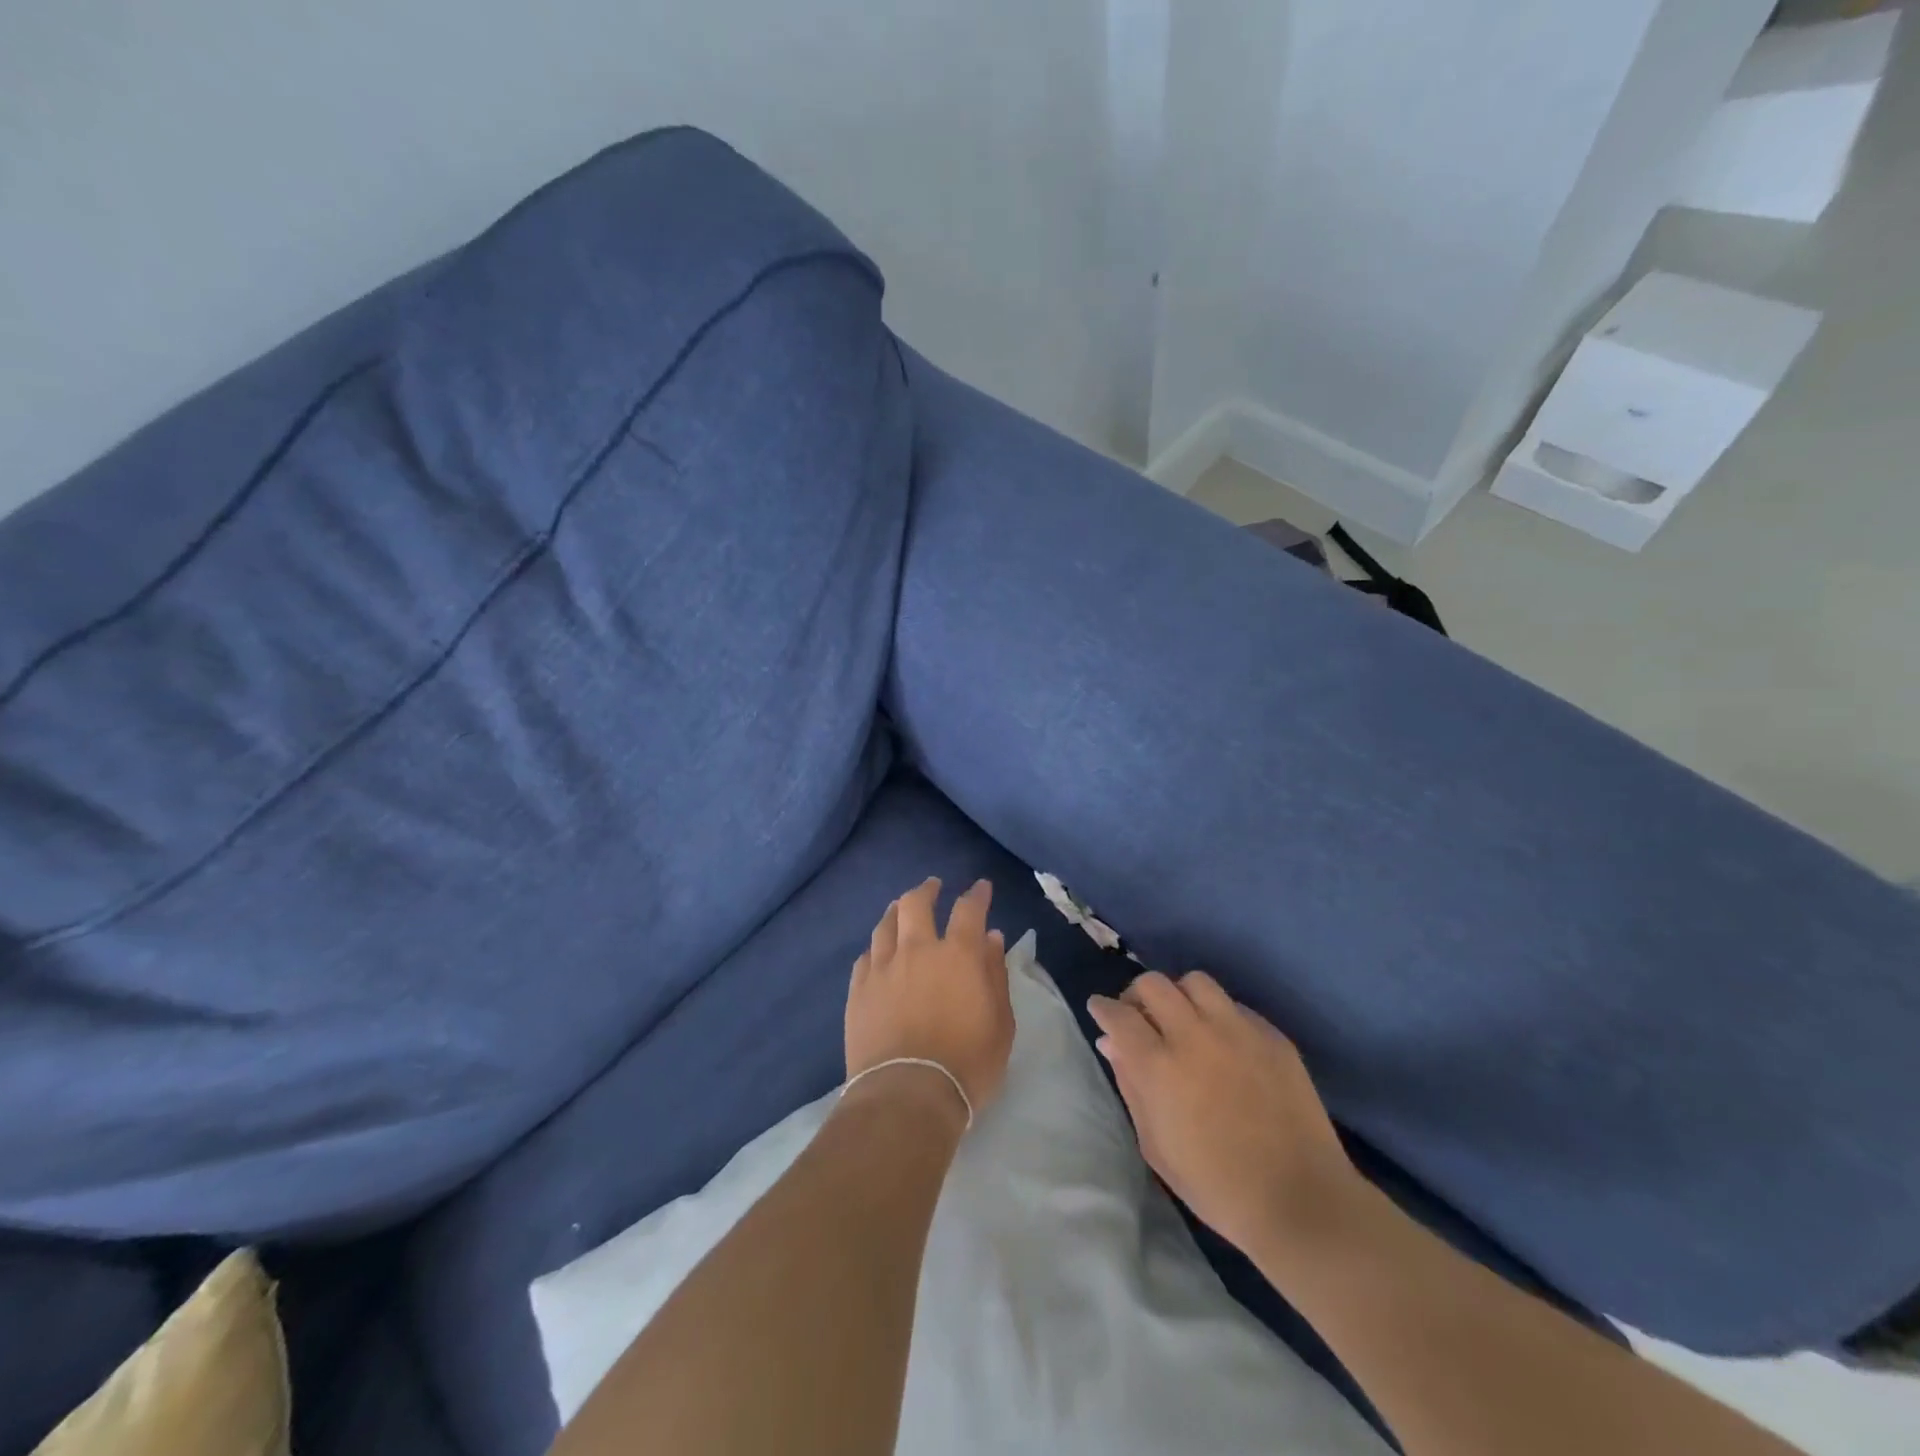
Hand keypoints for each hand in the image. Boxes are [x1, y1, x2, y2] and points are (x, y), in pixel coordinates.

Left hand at [845, 877, 1014, 1123]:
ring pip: (885, 925)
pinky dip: (876, 948)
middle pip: (916, 904)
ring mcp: (882, 968)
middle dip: (927, 890)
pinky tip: (878, 951)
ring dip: (896, 911)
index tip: (981, 887)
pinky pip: (865, 956)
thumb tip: (991, 939)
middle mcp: (917, 950)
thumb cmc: (967, 1063)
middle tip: (933, 886)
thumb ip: (995, 976)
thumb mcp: (1000, 1024)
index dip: (977, 895)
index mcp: (957, 955)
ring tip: (900, 909)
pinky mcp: (858, 990)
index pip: (968, 910)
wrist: (907, 1095)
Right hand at [1087, 971, 1357, 1256]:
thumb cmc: (1216, 1186)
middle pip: (1153, 984)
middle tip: (1139, 1016)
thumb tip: (1112, 1044)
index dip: (1103, 1008)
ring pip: (1195, 982)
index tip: (1100, 1010)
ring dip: (1179, 996)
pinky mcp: (1272, 1035)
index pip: (1119, 1015)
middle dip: (1136, 995)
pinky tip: (1222, 1042)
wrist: (1300, 1200)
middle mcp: (1195, 1035)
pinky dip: (1218, 1015)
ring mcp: (1237, 1030)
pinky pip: (1234, 1005)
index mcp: (1159, 1066)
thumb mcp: (1155, 1146)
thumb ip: (1130, 1086)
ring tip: (1182, 1020)